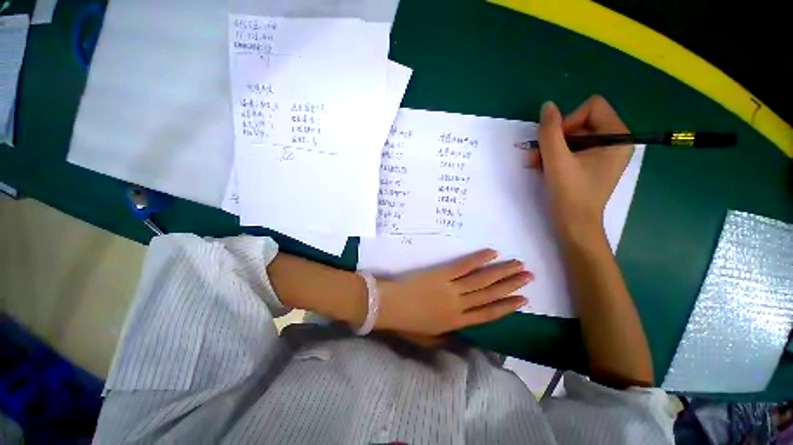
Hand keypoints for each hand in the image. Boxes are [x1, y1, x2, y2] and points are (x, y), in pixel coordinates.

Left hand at [374, 249, 531, 335]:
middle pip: (490, 294)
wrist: (389, 306)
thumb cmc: (407, 323)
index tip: (523, 300)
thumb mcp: (428, 338)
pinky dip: (478, 259)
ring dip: (501, 272)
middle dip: (511, 285)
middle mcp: (459, 305)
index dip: (507, 306)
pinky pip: (463, 265)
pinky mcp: (442, 274)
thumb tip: (462, 336)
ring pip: (482, 280)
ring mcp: (451, 288)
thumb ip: (447, 338)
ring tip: (518, 265)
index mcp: (456, 322)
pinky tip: (492, 253)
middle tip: (529, 276)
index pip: (488, 314)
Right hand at [528, 95, 632, 238]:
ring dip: (550, 148)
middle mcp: (614, 142)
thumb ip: (550, 130)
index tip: (557, 142)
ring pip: (572, 137)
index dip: (569, 120)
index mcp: (618, 137)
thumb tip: (547, 106)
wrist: (574, 224)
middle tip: (537, 154)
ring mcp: (603, 154)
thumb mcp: (557, 159)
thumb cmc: (570, 193)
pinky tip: (541, 166)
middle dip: (556, 137)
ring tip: (534, 162)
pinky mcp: (591, 165)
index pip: (592, 107)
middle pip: (581, 122)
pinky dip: (555, 156)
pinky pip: (572, 149)